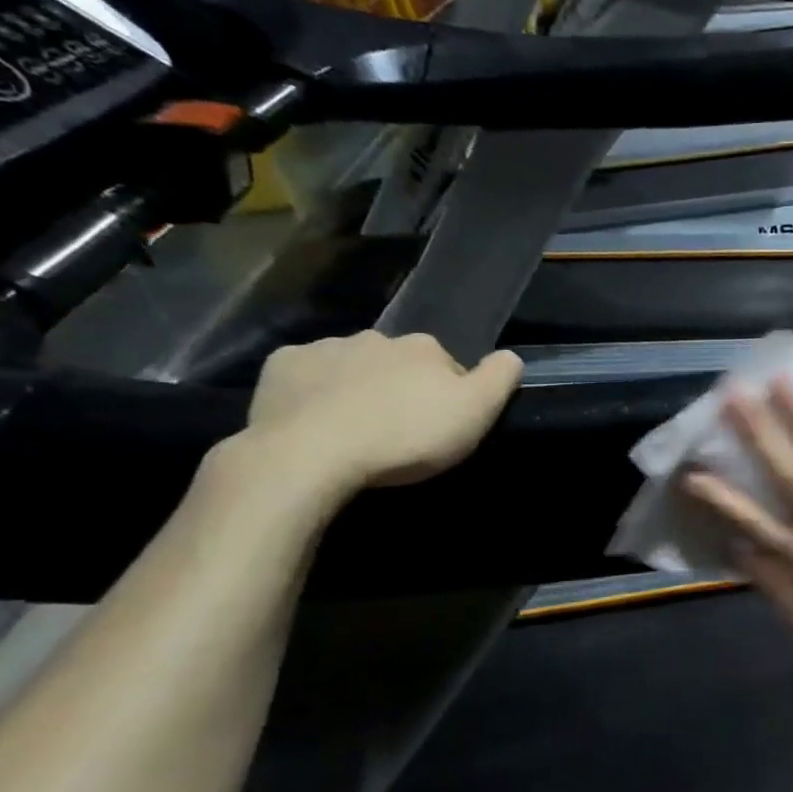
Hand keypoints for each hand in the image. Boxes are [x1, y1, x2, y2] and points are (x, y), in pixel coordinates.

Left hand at [240, 332, 522, 500]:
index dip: (448, 395)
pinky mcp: (281, 366)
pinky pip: (305, 375)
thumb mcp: (474, 414)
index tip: (440, 425)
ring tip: (354, 429)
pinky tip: (313, 419)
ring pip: (351, 365)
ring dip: (357, 387)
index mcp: (423, 348)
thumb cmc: (404, 436)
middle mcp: (376, 337)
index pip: (447, 366)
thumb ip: (499, 379)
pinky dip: (312, 391)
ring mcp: (325, 348)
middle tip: (397, 430)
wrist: (311, 454)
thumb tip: (511, 356)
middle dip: (400, 387)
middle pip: (398, 363)